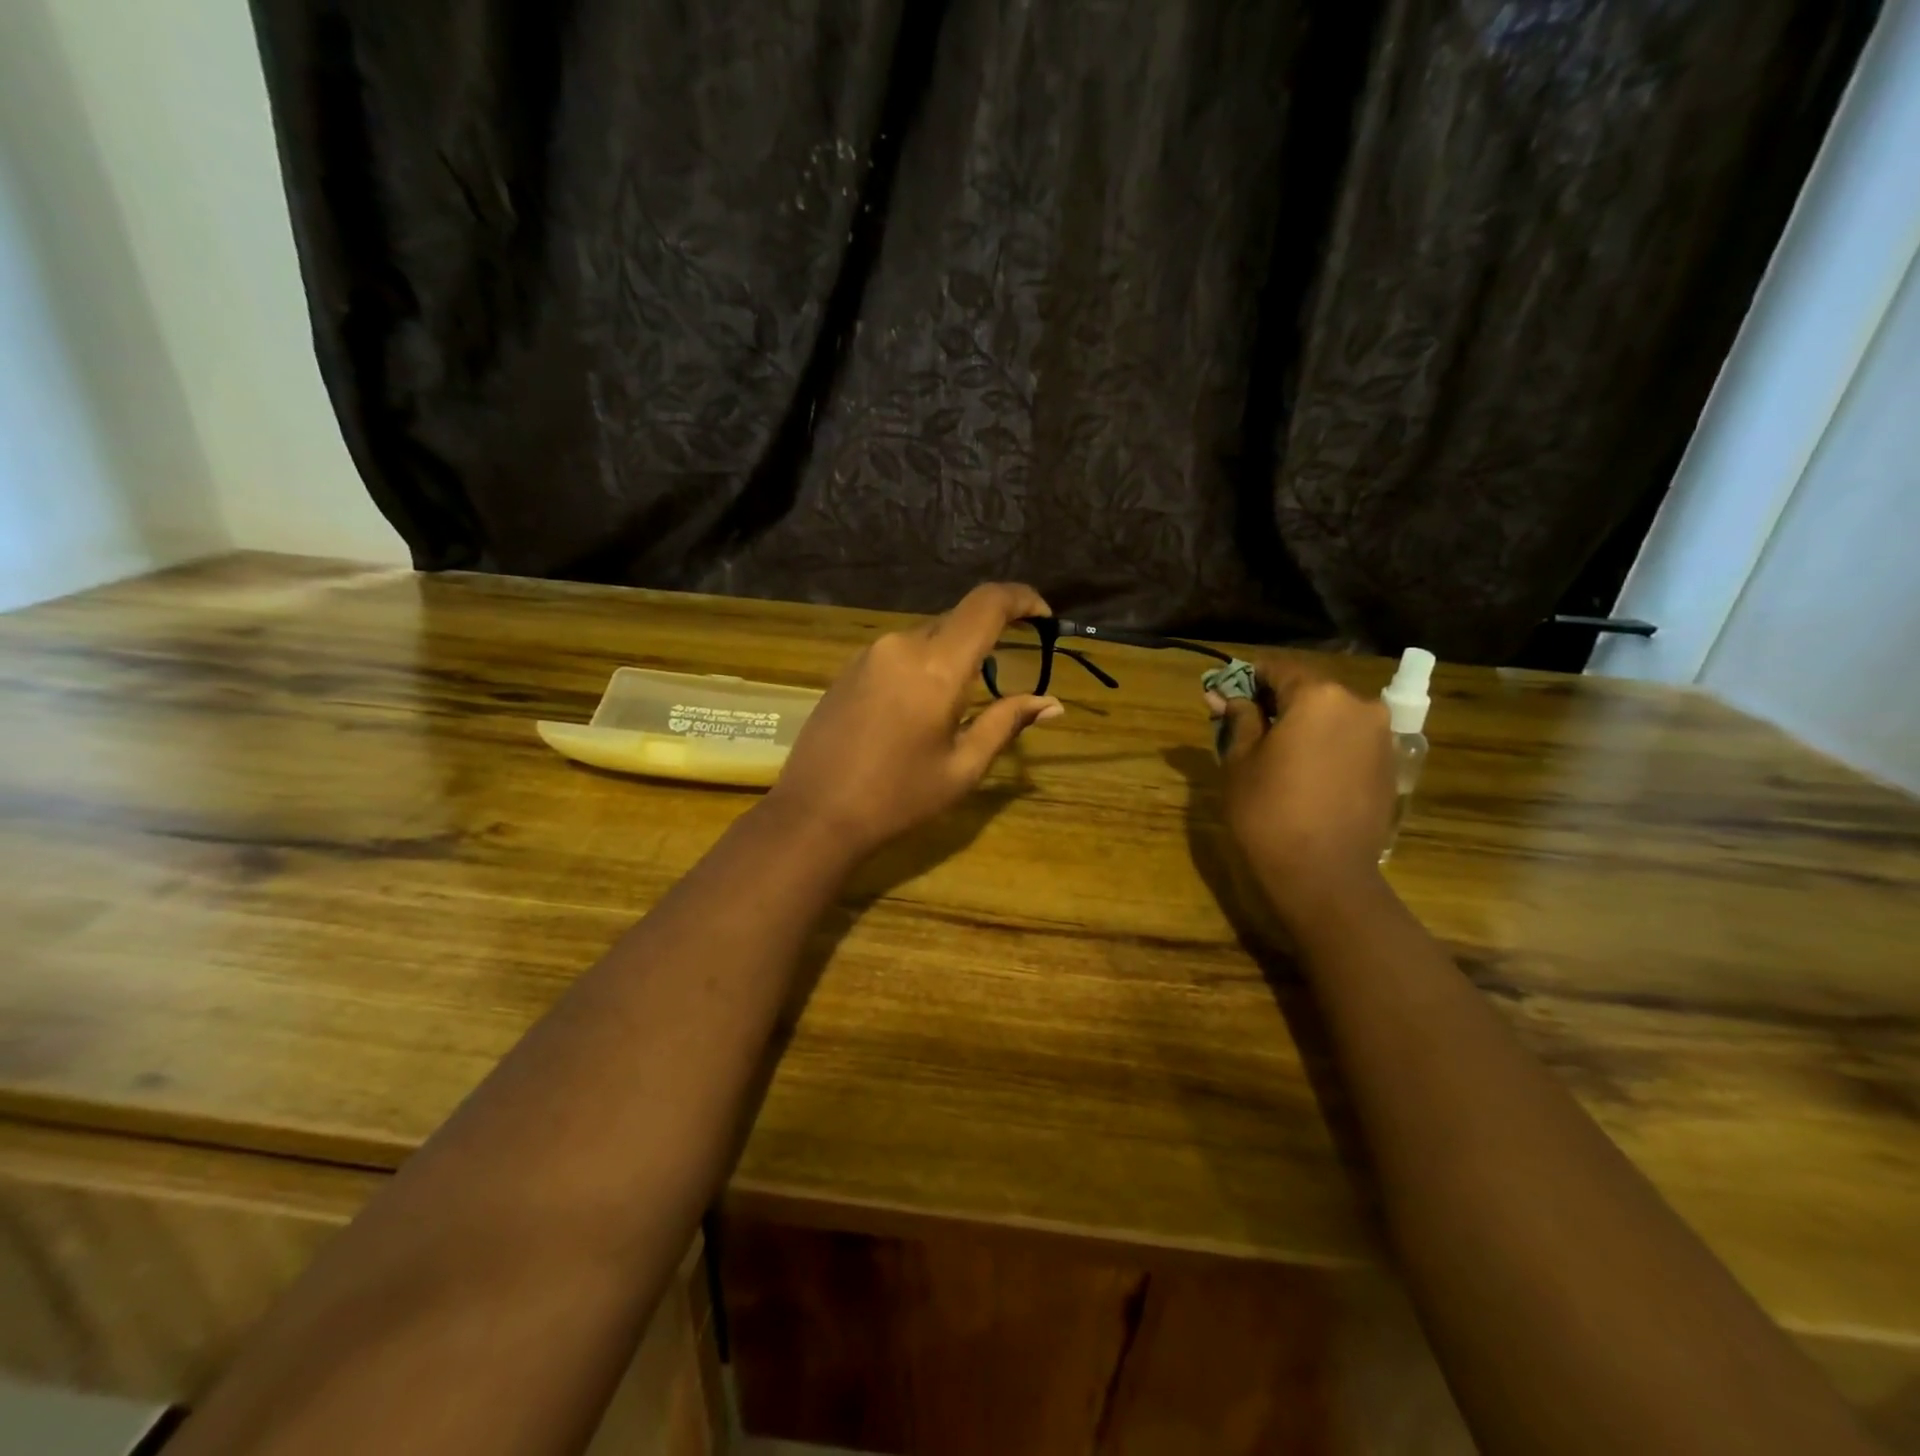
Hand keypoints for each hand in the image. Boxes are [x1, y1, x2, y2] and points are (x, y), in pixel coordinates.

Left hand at [766, 584, 1064, 855]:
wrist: (815, 815)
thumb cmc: (897, 798)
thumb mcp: (962, 767)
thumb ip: (1006, 723)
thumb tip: (1051, 703)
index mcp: (936, 666)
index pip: (987, 605)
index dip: (1022, 599)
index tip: (1044, 618)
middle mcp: (901, 645)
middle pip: (957, 619)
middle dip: (989, 636)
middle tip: (1007, 672)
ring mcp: (869, 654)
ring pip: (926, 636)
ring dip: (952, 654)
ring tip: (959, 702)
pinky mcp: (848, 669)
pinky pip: (899, 652)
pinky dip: (923, 665)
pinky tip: (918, 708)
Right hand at [1214, 655, 1394, 914]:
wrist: (1325, 875)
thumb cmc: (1269, 812)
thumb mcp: (1240, 761)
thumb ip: (1239, 719)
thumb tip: (1228, 696)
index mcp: (1319, 696)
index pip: (1279, 669)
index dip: (1248, 678)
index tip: (1226, 695)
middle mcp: (1358, 705)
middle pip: (1309, 689)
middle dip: (1275, 701)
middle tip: (1243, 724)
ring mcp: (1380, 736)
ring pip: (1331, 715)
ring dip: (1302, 724)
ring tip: (1272, 752)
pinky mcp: (1389, 765)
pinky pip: (1348, 740)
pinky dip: (1324, 744)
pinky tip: (1302, 771)